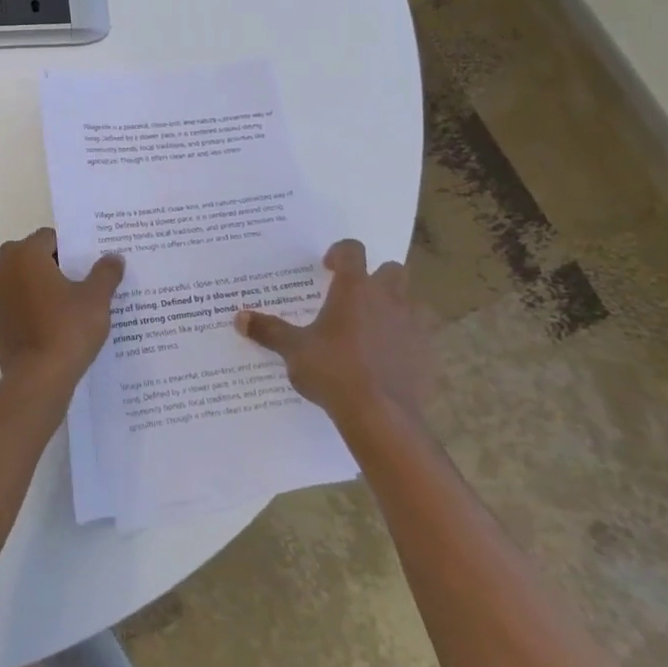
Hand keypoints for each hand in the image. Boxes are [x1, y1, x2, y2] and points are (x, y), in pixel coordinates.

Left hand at [0, 229, 124, 398]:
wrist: (37, 378)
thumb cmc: (67, 329)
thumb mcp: (96, 299)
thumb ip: (105, 273)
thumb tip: (114, 257)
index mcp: (26, 255)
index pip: (49, 237)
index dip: (70, 247)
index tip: (88, 262)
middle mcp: (4, 269)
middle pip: (31, 255)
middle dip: (53, 263)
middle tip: (80, 279)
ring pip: (21, 279)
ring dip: (40, 284)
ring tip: (70, 302)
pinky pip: (16, 303)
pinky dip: (31, 306)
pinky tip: (54, 323)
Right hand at [234, 240, 434, 439]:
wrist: (380, 416)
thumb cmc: (333, 371)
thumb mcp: (293, 350)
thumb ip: (269, 331)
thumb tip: (240, 318)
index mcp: (354, 289)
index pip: (352, 251)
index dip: (340, 253)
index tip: (327, 266)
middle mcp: (387, 299)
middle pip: (392, 270)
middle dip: (376, 277)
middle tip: (354, 296)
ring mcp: (413, 326)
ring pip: (412, 302)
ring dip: (395, 308)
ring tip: (373, 327)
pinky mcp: (427, 355)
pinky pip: (420, 337)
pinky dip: (406, 341)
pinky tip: (388, 359)